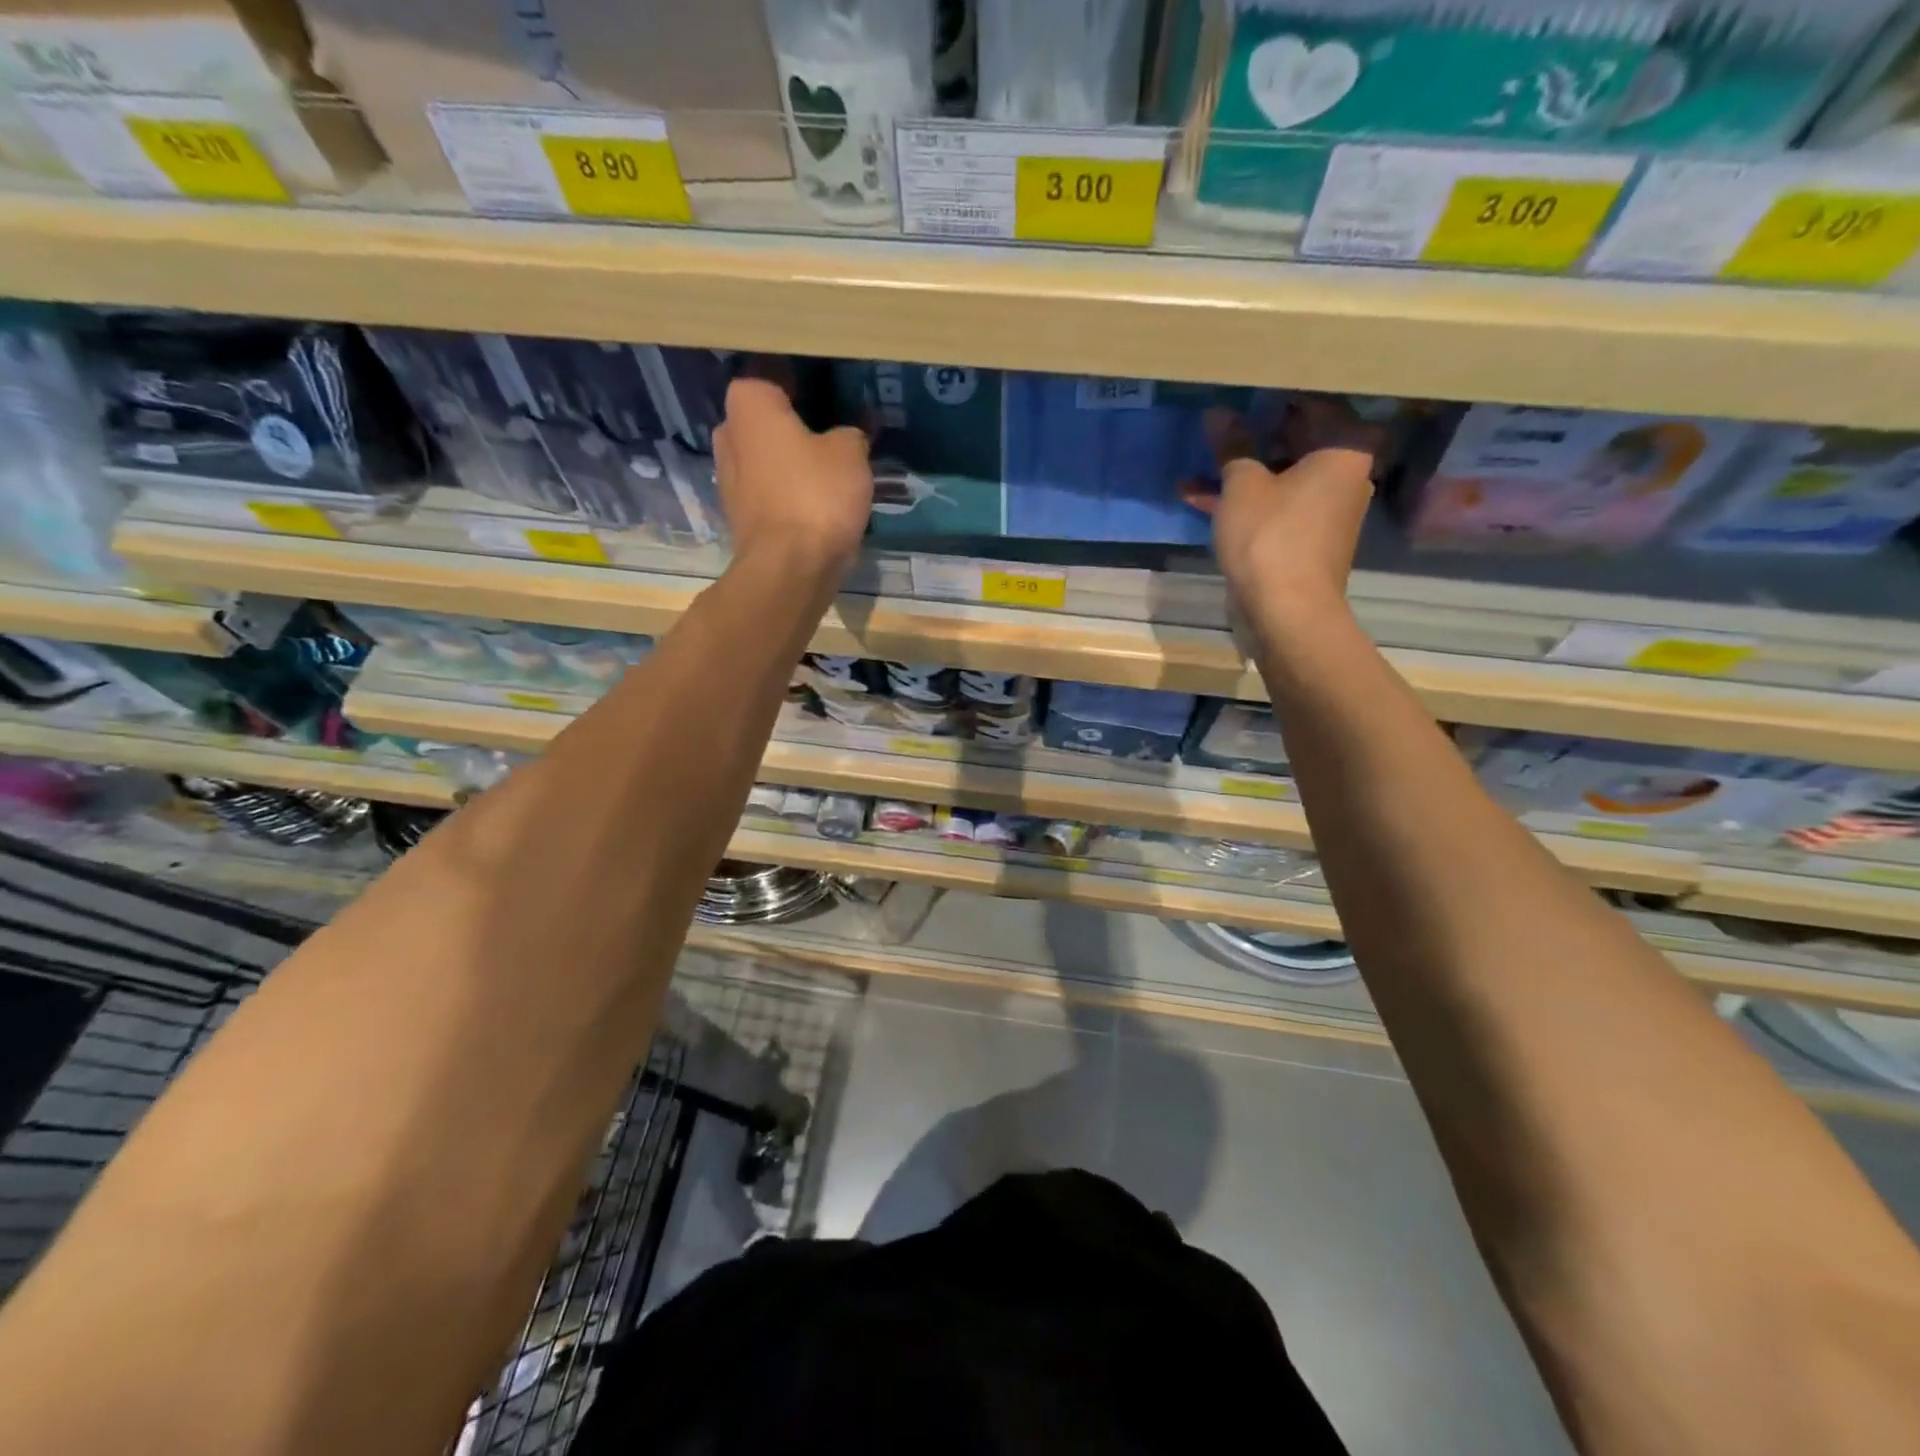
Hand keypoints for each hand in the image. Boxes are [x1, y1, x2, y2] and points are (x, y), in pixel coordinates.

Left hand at [713, 377, 872, 576]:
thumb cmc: (817, 495)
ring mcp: (728, 480)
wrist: (790, 568)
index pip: (771, 378)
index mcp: (749, 405)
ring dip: (790, 465)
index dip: (802, 386)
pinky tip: (815, 506)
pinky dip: (787, 496)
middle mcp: (728, 435)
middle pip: (765, 422)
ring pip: (765, 460)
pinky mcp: (739, 518)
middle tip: (831, 437)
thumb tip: (849, 436)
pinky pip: (767, 494)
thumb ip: (851, 435)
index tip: (829, 399)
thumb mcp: (851, 454)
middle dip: (792, 427)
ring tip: (827, 475)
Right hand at [1181, 397, 1377, 615]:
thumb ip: (1232, 446)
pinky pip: (1276, 506)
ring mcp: (1326, 510)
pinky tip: (1200, 497)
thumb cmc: (1270, 537)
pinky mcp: (1306, 539)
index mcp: (1345, 449)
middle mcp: (1345, 475)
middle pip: (1299, 441)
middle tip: (1220, 419)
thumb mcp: (1242, 486)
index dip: (1277, 394)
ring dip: (1241, 471)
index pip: (1316, 403)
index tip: (1245, 385)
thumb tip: (1218, 413)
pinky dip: (1246, 502)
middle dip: (1254, 434)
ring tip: (1199, 461)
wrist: (1287, 612)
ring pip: (1281, 477)